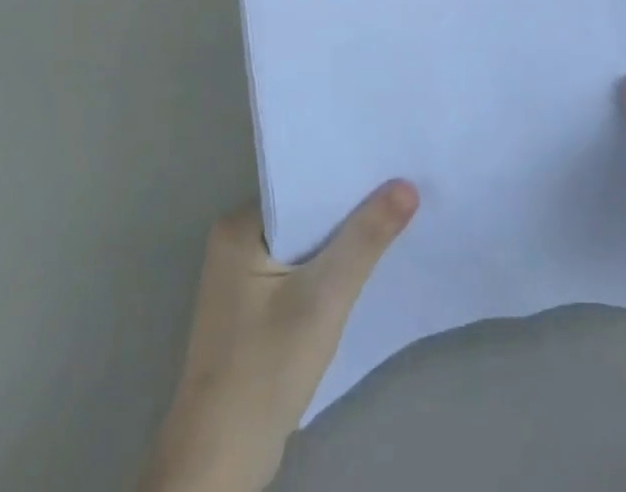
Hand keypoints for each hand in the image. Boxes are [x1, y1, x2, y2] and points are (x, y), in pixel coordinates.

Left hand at [140, 182, 418, 491]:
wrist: (219, 464)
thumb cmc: (265, 368)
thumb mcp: (324, 297)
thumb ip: (365, 238)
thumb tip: (407, 185)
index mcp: (239, 225)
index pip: (302, 183)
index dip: (347, 176)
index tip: (391, 163)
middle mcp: (235, 241)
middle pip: (305, 212)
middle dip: (349, 208)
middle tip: (402, 188)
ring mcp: (241, 278)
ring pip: (304, 242)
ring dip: (341, 241)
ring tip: (392, 220)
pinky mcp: (253, 309)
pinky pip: (298, 270)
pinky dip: (327, 269)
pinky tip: (361, 268)